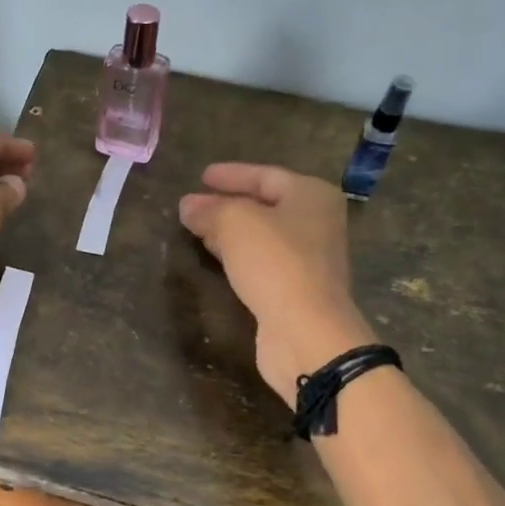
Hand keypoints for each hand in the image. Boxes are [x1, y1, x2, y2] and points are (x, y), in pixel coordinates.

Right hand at [179, 163, 374, 404]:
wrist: (305, 331)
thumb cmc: (276, 263)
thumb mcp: (236, 223)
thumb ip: (210, 210)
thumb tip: (188, 205)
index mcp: (311, 195)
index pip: (265, 175)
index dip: (231, 175)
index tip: (201, 176)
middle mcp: (316, 223)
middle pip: (265, 206)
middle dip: (227, 204)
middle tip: (193, 206)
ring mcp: (309, 259)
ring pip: (261, 236)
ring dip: (229, 232)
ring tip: (197, 230)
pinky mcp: (296, 289)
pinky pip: (262, 262)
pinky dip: (238, 256)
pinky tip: (216, 258)